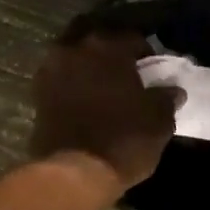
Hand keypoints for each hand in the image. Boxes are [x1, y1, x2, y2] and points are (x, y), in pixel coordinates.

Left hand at [29, 33, 180, 189]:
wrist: (74, 172)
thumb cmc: (123, 140)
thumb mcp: (158, 121)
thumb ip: (165, 99)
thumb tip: (172, 90)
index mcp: (108, 47)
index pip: (132, 39)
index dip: (144, 53)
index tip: (151, 69)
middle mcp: (76, 49)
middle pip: (94, 37)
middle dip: (107, 48)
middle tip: (121, 68)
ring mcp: (52, 70)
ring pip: (71, 54)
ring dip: (85, 63)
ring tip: (100, 83)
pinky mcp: (37, 93)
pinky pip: (58, 77)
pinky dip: (69, 82)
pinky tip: (82, 98)